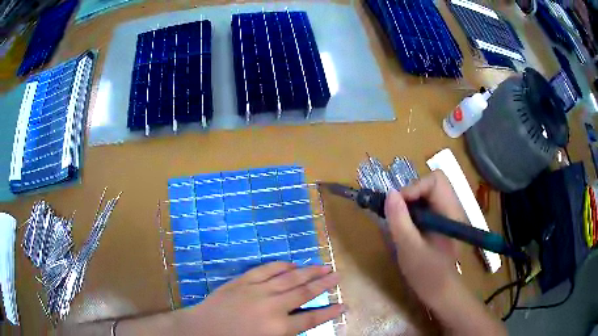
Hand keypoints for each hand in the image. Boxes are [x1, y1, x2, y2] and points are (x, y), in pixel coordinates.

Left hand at [181, 262, 342, 335]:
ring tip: (323, 265)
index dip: (330, 312)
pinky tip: (292, 263)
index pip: (311, 318)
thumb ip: (286, 333)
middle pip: (304, 292)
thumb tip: (303, 322)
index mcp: (277, 328)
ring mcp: (256, 291)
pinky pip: (265, 270)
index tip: (344, 304)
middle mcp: (271, 307)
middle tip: (338, 275)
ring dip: (307, 271)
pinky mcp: (242, 282)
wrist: (201, 330)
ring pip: (288, 278)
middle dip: (323, 283)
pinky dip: (280, 266)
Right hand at [385, 170, 463, 304]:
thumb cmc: (427, 274)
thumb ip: (399, 221)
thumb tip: (390, 194)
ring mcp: (449, 214)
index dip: (414, 187)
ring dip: (411, 200)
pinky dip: (414, 208)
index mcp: (451, 213)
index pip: (436, 181)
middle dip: (412, 192)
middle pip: (433, 182)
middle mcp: (453, 208)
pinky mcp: (443, 220)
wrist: (440, 292)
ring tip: (401, 220)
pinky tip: (407, 225)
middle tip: (398, 212)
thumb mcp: (409, 249)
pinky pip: (428, 203)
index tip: (397, 205)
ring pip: (429, 192)